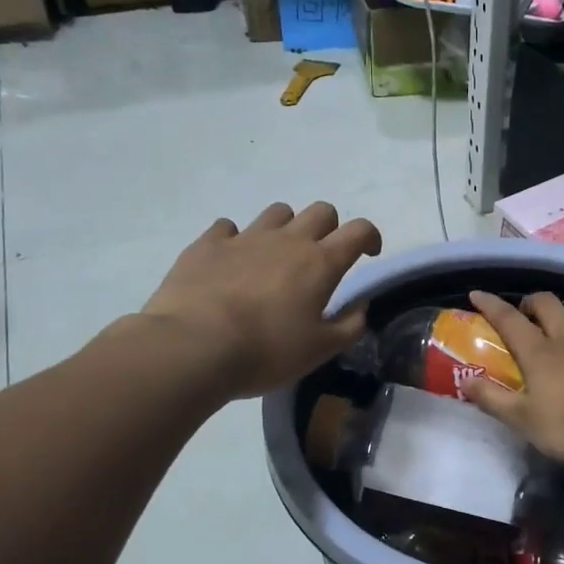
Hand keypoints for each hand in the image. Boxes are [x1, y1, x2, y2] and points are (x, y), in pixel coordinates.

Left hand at [138, 202, 382, 398]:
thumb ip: (349, 326)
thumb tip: (360, 307)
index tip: (368, 254)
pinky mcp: (207, 244)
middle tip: (321, 257)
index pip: (358, 231)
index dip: (369, 237)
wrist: (194, 346)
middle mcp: (287, 240)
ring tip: (276, 257)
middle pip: (320, 212)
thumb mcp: (320, 350)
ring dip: (286, 228)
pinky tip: (231, 261)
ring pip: (277, 212)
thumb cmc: (267, 351)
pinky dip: (236, 239)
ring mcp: (245, 237)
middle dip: (329, 228)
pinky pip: (228, 228)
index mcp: (320, 263)